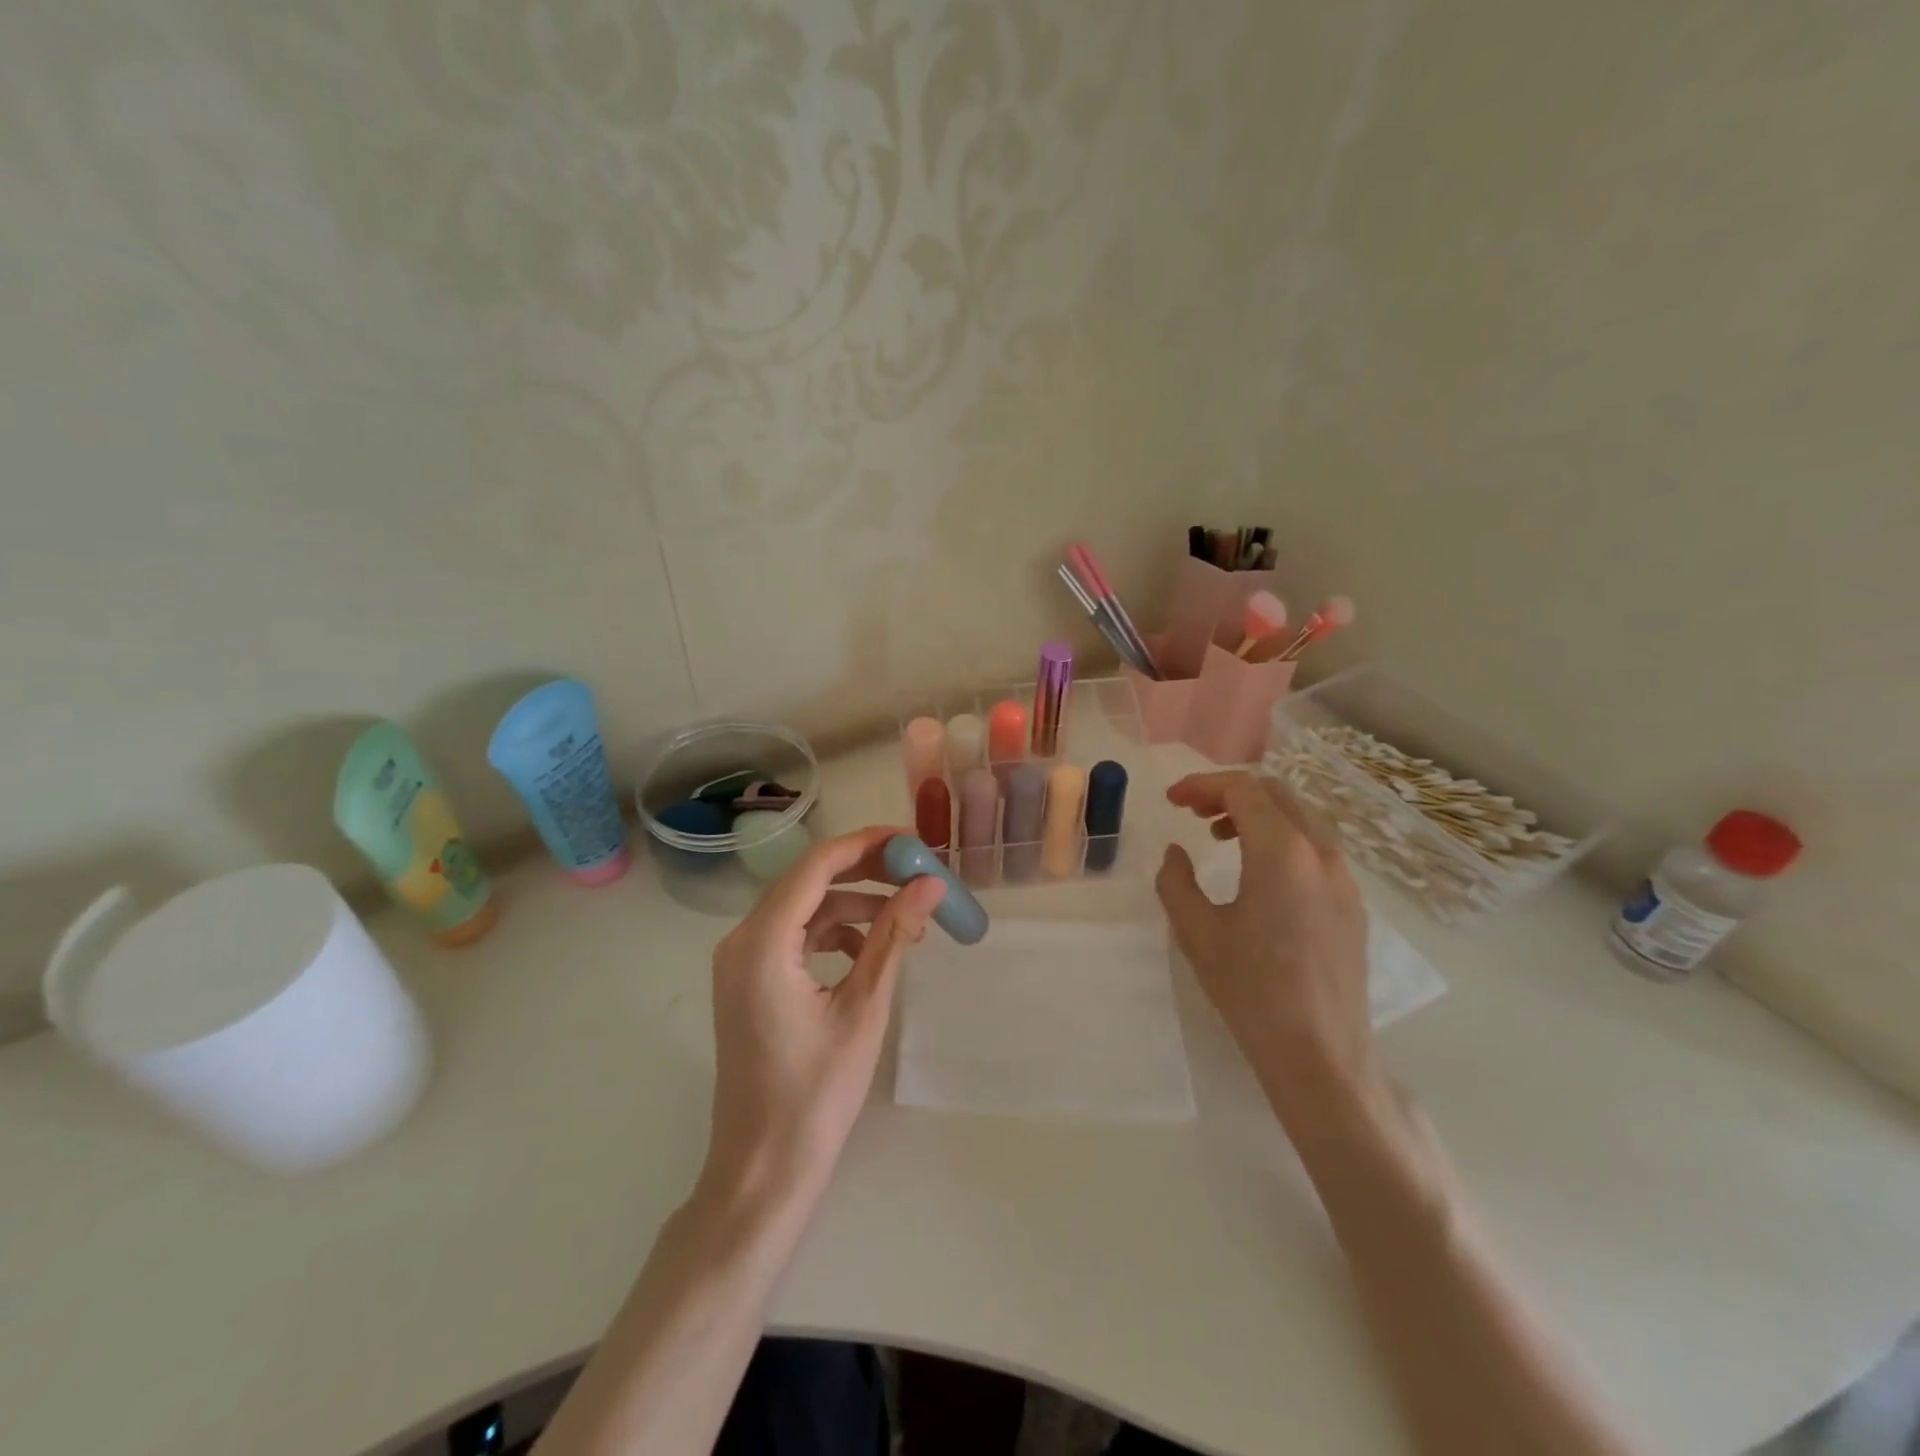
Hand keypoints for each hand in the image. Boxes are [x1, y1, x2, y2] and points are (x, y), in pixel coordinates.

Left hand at [699, 826, 946, 1211]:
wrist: (763, 1170)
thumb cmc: (815, 1094)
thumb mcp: (863, 1008)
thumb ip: (893, 937)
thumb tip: (930, 883)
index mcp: (762, 942)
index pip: (817, 866)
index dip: (867, 845)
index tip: (913, 841)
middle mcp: (741, 941)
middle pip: (807, 881)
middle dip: (864, 872)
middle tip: (917, 872)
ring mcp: (740, 962)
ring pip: (803, 908)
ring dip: (852, 905)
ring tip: (905, 918)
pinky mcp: (748, 981)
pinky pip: (794, 937)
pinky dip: (833, 933)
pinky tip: (869, 951)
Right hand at [1154, 772, 1378, 1124]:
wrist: (1320, 1054)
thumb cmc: (1251, 990)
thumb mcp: (1196, 932)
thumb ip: (1176, 881)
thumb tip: (1177, 853)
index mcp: (1282, 852)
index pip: (1242, 789)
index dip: (1201, 785)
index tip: (1172, 801)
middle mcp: (1321, 853)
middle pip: (1275, 794)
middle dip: (1229, 793)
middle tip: (1193, 813)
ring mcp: (1344, 878)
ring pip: (1299, 818)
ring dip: (1257, 815)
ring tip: (1221, 837)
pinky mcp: (1353, 903)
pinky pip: (1315, 847)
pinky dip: (1281, 839)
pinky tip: (1258, 873)